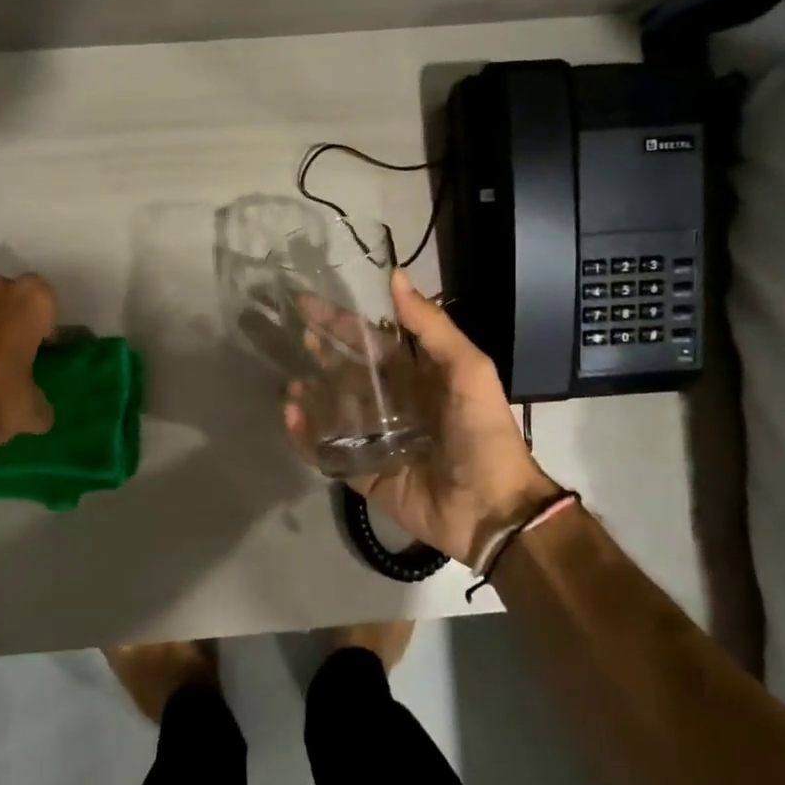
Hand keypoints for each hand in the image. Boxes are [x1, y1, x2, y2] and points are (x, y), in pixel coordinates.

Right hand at [286, 271, 556, 563]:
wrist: (492, 508)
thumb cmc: (482, 433)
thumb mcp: (468, 369)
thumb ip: (431, 326)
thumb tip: (395, 276)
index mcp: (416, 376)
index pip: (370, 341)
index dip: (341, 321)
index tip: (307, 303)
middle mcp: (393, 402)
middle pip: (347, 372)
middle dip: (321, 354)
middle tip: (294, 337)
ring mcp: (376, 438)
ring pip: (333, 410)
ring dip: (311, 394)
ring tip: (292, 384)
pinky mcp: (364, 472)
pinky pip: (329, 451)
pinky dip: (307, 436)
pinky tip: (292, 418)